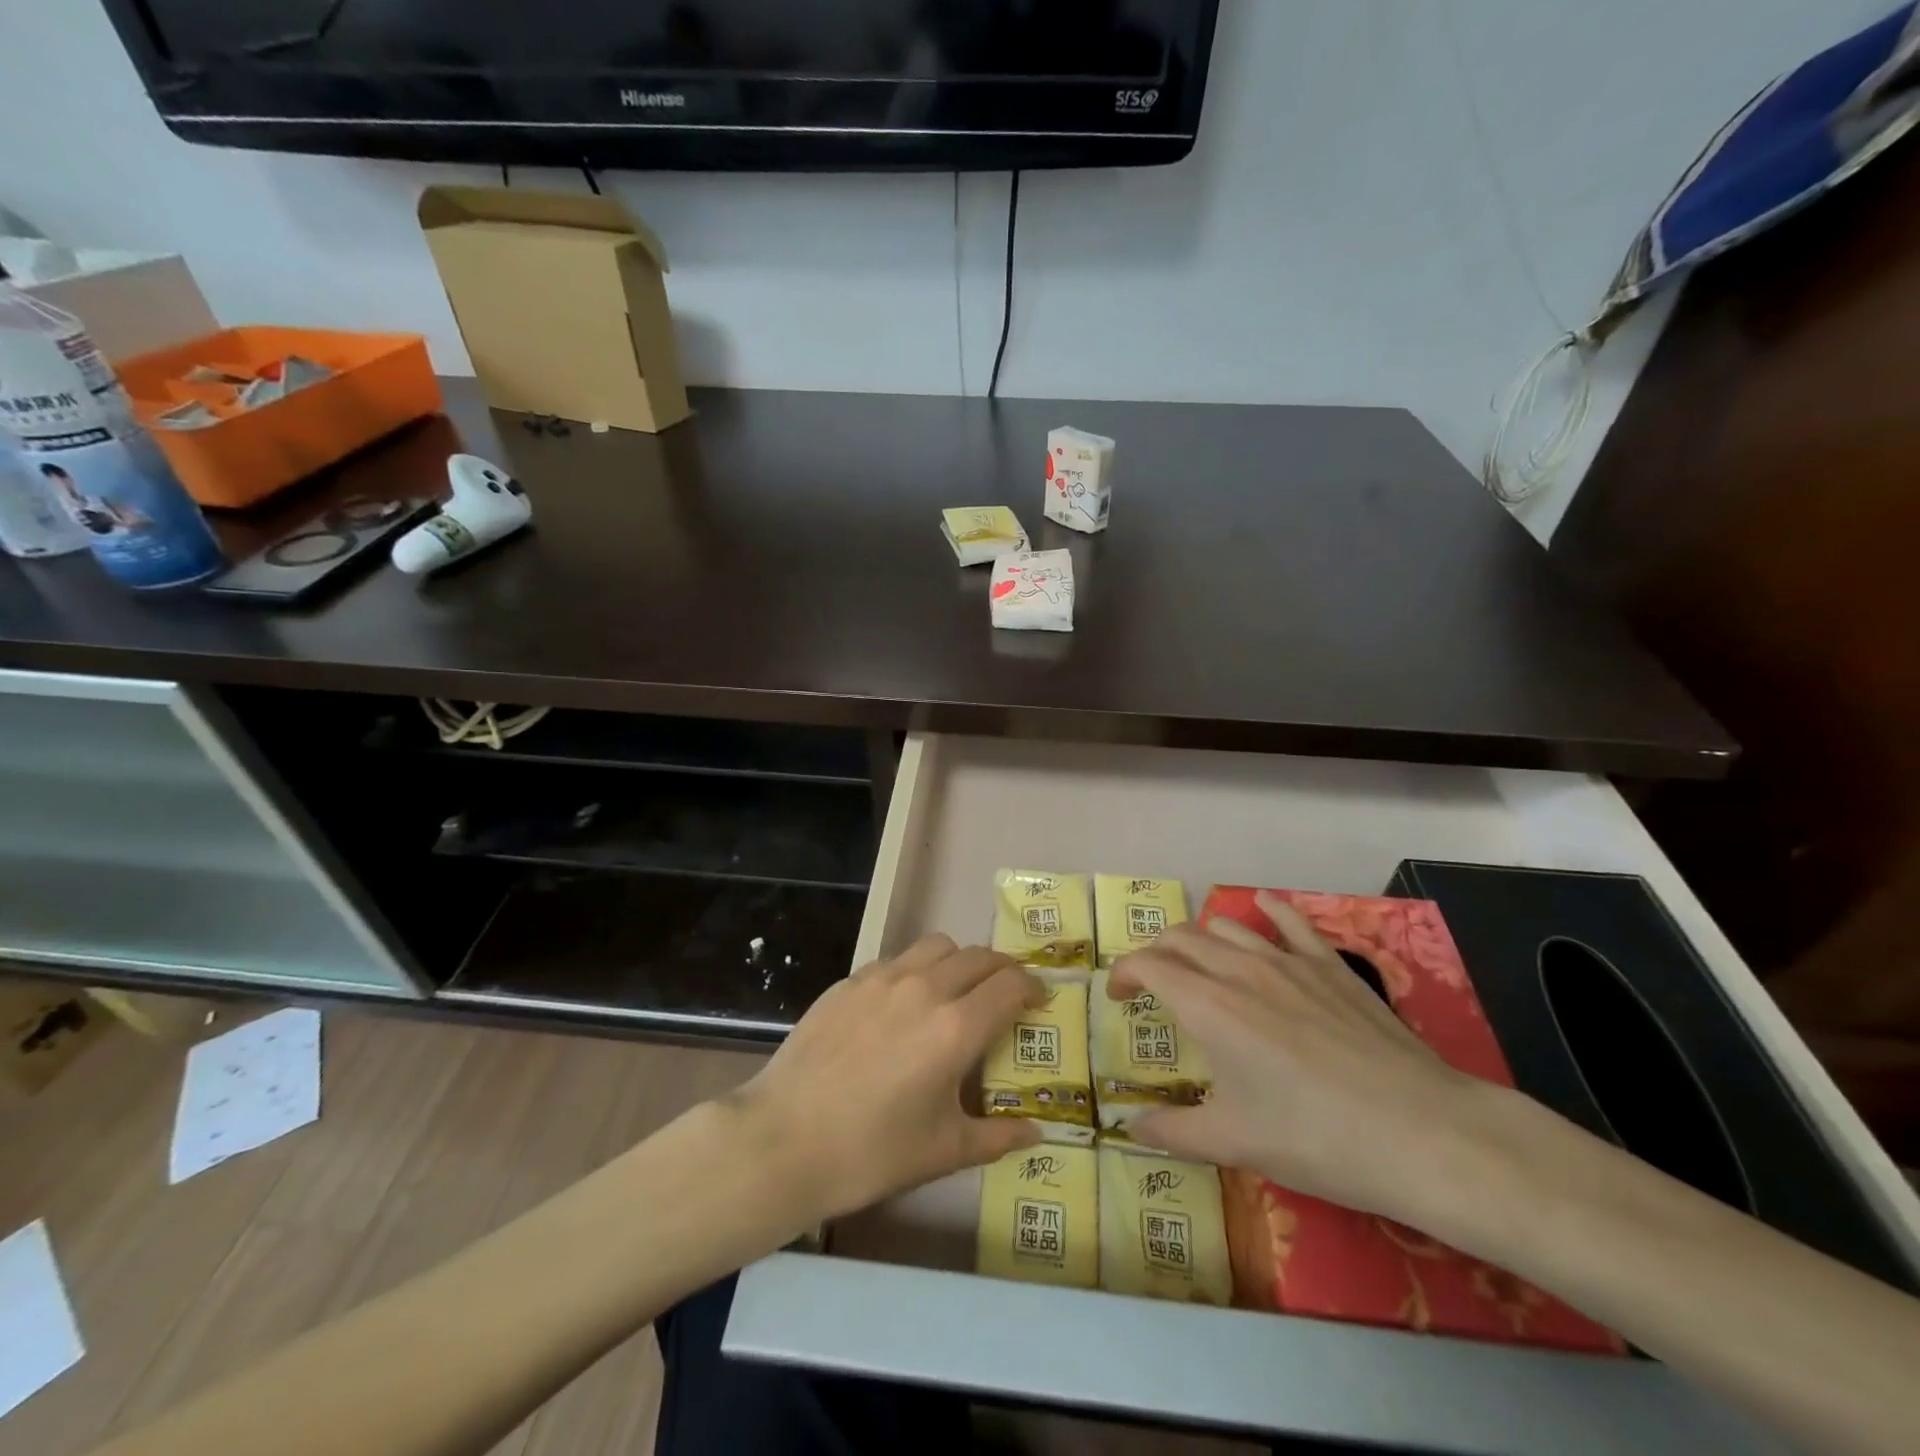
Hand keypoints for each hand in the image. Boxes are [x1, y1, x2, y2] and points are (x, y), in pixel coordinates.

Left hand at [728, 935, 1044, 1223]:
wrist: (783, 1140)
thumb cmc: (871, 1152)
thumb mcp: (943, 1151)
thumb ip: (997, 1136)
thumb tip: (1037, 1133)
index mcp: (956, 1027)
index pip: (1010, 984)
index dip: (1032, 988)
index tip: (1037, 1002)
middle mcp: (925, 988)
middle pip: (979, 956)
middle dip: (1001, 971)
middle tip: (1004, 997)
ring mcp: (883, 978)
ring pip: (937, 946)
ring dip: (959, 961)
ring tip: (955, 991)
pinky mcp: (849, 981)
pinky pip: (897, 959)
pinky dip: (916, 970)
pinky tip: (903, 1005)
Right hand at [1110, 893, 1505, 1224]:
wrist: (1423, 1133)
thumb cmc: (1318, 1140)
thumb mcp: (1236, 1143)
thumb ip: (1174, 1131)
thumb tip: (1130, 1126)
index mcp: (1208, 1007)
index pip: (1148, 966)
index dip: (1123, 973)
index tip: (1117, 996)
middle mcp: (1240, 970)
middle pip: (1180, 938)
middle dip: (1155, 952)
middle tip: (1151, 983)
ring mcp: (1289, 962)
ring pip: (1226, 926)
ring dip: (1199, 937)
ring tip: (1198, 962)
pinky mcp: (1331, 966)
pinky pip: (1291, 922)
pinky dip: (1268, 911)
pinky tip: (1262, 907)